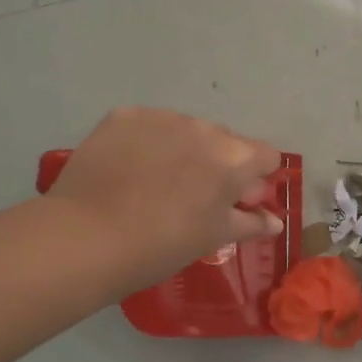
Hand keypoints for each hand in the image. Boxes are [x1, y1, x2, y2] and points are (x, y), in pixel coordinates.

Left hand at [44, 108, 281, 291]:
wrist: (86, 237)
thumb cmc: (162, 245)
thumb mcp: (213, 238)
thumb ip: (249, 223)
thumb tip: (275, 221)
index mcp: (235, 159)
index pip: (266, 156)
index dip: (255, 179)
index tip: (235, 202)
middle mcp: (205, 128)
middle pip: (225, 142)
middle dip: (217, 164)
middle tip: (192, 198)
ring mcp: (162, 117)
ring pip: (185, 131)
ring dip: (182, 150)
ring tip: (155, 184)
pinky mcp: (124, 116)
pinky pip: (148, 125)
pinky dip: (146, 143)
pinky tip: (128, 169)